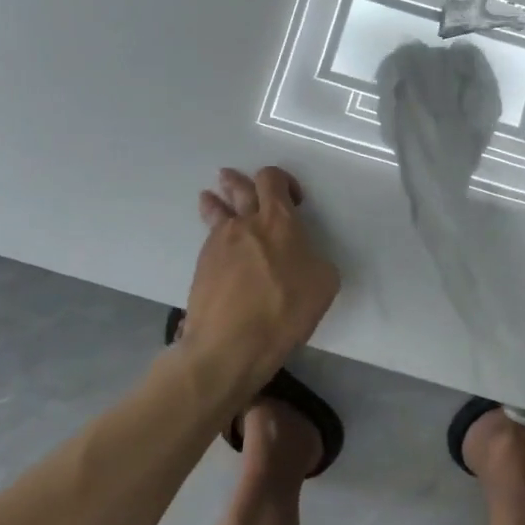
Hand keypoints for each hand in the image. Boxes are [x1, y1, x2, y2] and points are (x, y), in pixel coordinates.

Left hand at [180, 167, 339, 384]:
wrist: (229, 345)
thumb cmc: (284, 310)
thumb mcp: (323, 283)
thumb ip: (315, 260)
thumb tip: (303, 259)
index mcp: (278, 220)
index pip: (272, 179)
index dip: (282, 180)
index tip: (293, 199)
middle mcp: (245, 223)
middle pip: (238, 188)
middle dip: (237, 181)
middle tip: (232, 178)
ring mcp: (218, 244)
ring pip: (215, 211)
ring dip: (216, 201)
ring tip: (211, 197)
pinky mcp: (200, 268)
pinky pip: (209, 240)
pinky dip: (214, 235)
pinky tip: (217, 245)